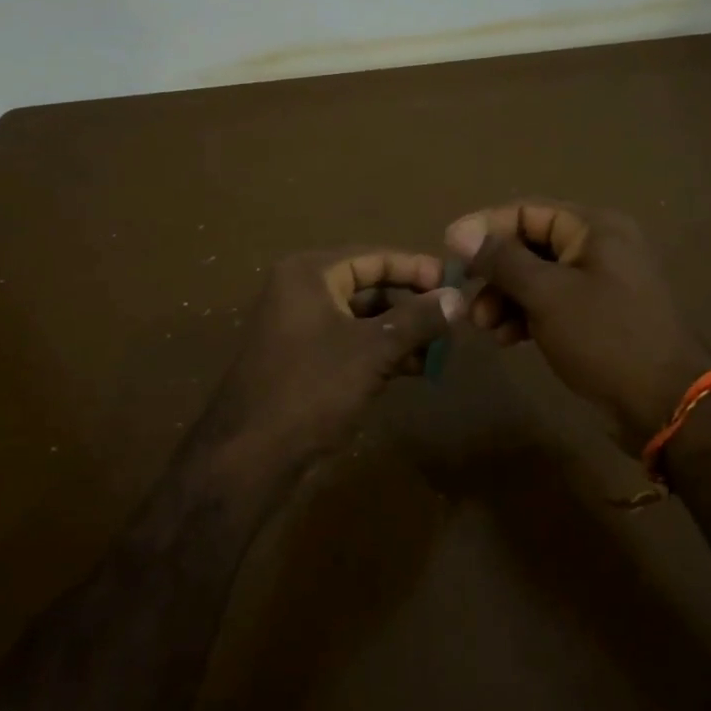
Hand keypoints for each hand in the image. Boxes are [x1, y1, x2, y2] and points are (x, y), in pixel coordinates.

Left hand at [196, 248, 462, 473]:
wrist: (251, 453)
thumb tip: (459, 297)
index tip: (456, 283)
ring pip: (361, 318)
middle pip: (369, 286)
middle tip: (453, 320)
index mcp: (310, 274)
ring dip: (401, 332)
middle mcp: (300, 291)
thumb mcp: (374, 350)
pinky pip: (349, 342)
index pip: (374, 257)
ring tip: (440, 350)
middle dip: (412, 305)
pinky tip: (413, 369)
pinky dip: (380, 351)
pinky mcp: (301, 358)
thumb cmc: (313, 388)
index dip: (417, 269)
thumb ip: (419, 319)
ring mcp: (298, 326)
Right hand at [445, 200, 710, 447]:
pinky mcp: (597, 315)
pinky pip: (551, 303)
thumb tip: (459, 231)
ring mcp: (600, 282)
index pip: (527, 211)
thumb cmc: (605, 338)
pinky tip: (509, 340)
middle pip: (530, 245)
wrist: (665, 402)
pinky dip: (526, 316)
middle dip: (494, 273)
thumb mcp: (547, 295)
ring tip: (485, 327)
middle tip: (467, 302)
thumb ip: (502, 260)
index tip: (448, 250)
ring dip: (505, 298)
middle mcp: (599, 247)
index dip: (484, 228)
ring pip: (537, 278)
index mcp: (594, 228)